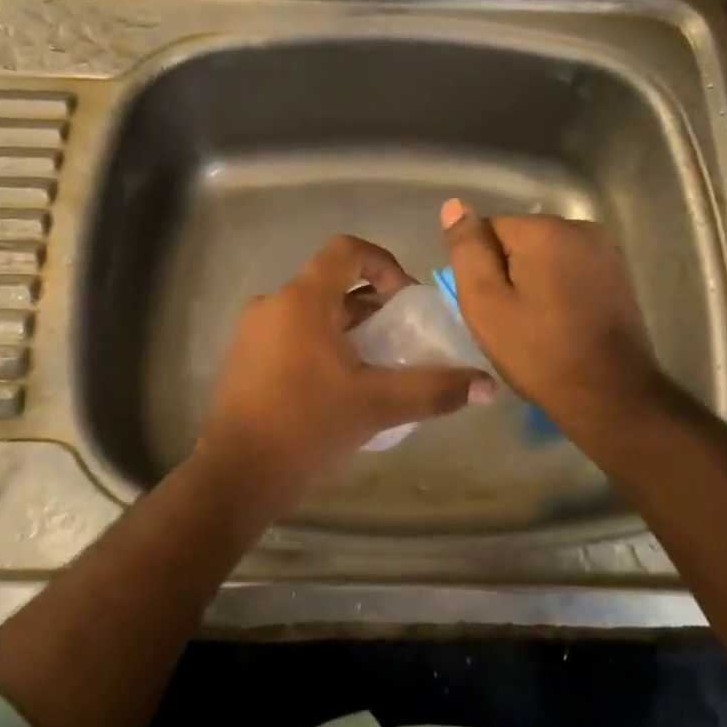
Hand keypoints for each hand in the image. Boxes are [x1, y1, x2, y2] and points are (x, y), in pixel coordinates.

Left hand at [194, 235, 495, 527]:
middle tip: (400, 340)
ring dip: (347, 328)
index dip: (383, 262)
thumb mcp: (377, 405)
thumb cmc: (307, 427)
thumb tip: (488, 386)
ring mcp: (253, 332)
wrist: (237, 475)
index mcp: (301, 300)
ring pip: (312, 313)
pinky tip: (339, 387)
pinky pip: (292, 335)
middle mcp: (273, 304)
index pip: (346, 250)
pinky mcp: (245, 359)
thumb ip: (434, 390)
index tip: (405, 300)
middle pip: (331, 284)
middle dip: (371, 305)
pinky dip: (321, 345)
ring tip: (375, 368)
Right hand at [440, 199, 677, 447]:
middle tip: (509, 319)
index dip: (481, 268)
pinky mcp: (619, 273)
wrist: (610, 394)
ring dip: (534, 280)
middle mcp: (580, 227)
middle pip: (519, 239)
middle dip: (508, 271)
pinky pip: (571, 269)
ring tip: (536, 323)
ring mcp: (605, 250)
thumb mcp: (485, 303)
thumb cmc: (539, 352)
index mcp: (545, 230)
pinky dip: (559, 288)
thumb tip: (454, 204)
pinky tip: (560, 321)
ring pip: (546, 255)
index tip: (490, 305)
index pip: (489, 229)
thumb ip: (467, 251)